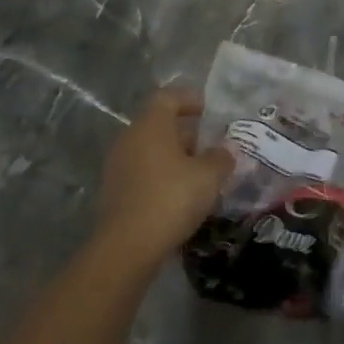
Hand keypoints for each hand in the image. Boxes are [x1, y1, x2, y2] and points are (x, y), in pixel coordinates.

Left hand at [95, 88, 234, 270]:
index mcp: (151, 125)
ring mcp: (119, 165)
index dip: (191, 99)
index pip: (169, 97)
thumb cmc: (171, 198)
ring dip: (178, 156)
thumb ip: (221, 157)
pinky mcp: (116, 191)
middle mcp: (130, 138)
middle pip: (161, 124)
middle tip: (215, 145)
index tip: (212, 111)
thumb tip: (227, 149)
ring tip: (204, 172)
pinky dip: (164, 175)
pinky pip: (145, 171)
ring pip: (153, 150)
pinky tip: (184, 194)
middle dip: (189, 132)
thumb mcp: (209, 176)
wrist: (127, 247)